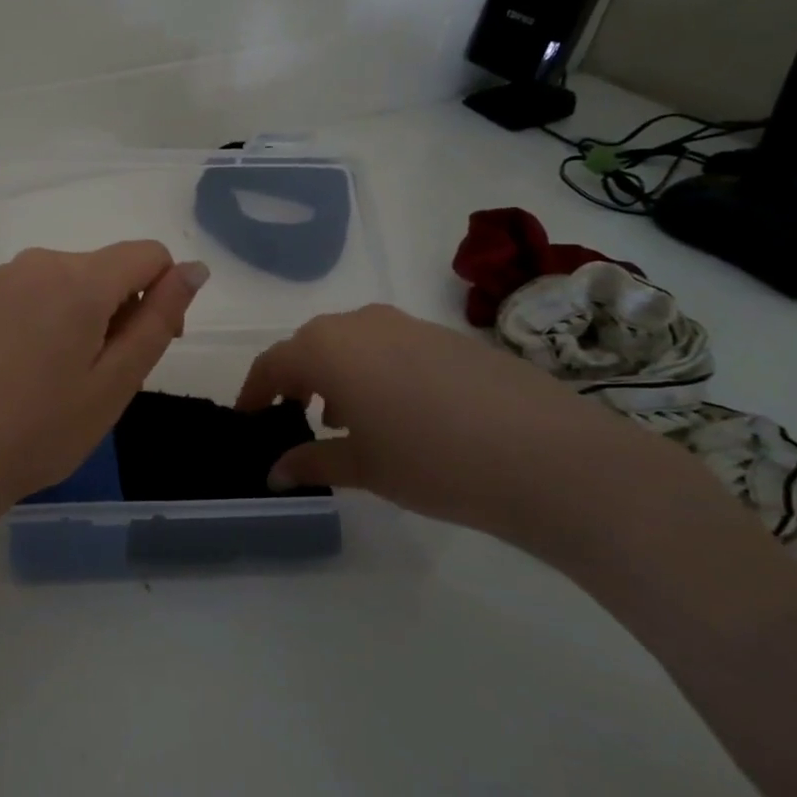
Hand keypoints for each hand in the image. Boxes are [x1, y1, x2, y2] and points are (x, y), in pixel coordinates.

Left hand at [0, 242, 209, 512]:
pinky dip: (41, 317)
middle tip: (100, 376)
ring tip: (57, 377)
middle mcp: (37, 263)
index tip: (147, 344)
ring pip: (64, 280)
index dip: (164, 293)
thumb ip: (160, 317)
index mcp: (79, 280)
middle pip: (104, 268)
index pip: (148, 254)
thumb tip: (194, 268)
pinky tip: (20, 369)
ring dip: (78, 314)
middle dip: (118, 309)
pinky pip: (27, 292)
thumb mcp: (117, 381)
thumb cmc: (43, 428)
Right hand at [236, 303, 691, 547]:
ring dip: (337, 373)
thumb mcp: (363, 468)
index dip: (255, 392)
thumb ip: (311, 462)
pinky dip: (377, 371)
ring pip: (353, 342)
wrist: (548, 456)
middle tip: (295, 417)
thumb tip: (274, 472)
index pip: (274, 362)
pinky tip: (398, 412)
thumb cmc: (432, 461)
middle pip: (311, 344)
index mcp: (328, 348)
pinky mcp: (449, 336)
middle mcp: (362, 323)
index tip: (248, 418)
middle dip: (296, 379)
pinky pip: (391, 345)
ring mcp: (410, 324)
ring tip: (346, 419)